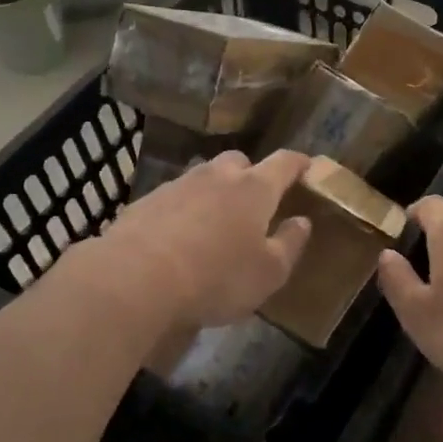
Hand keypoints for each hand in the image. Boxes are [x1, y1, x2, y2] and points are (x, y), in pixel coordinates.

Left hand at [101, 149, 312, 329]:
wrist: (135, 279)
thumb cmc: (216, 278)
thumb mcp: (268, 273)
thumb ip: (290, 244)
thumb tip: (302, 221)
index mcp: (254, 189)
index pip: (284, 163)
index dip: (299, 164)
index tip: (307, 167)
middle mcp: (217, 176)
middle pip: (239, 162)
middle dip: (251, 175)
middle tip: (256, 201)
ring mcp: (178, 185)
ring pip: (204, 178)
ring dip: (215, 192)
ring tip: (215, 222)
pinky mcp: (146, 201)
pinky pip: (175, 198)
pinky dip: (184, 210)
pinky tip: (180, 236)